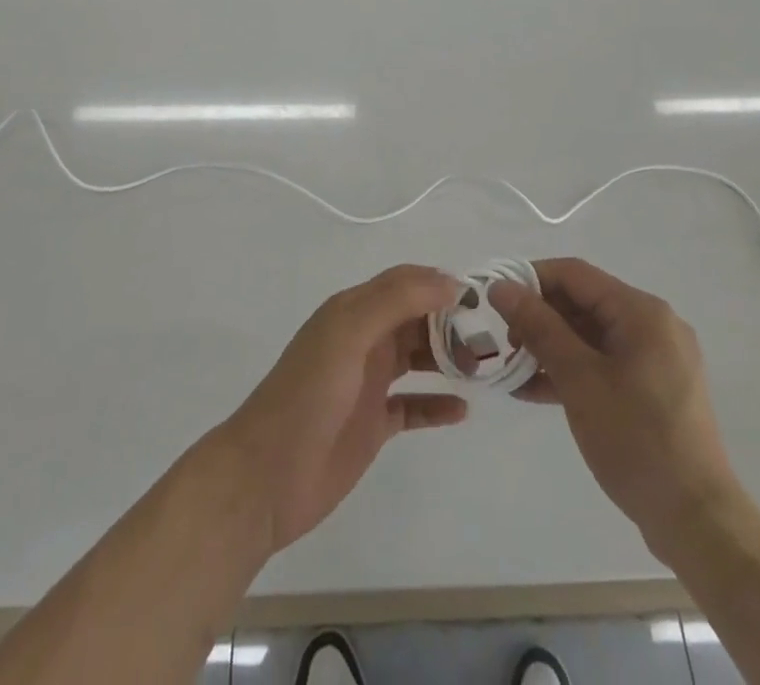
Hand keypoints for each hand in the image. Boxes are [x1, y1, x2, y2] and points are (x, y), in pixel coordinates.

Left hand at [217, 265, 467, 554]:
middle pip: (416, 319)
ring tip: (486, 368)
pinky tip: (462, 410)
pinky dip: (437, 404)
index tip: (483, 298)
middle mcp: (363, 339)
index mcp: (353, 311)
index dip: (440, 284)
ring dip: (449, 359)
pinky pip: (413, 405)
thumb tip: (449, 282)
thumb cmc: (307, 396)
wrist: (265, 478)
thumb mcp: (348, 334)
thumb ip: (395, 301)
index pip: (405, 283)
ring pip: (417, 358)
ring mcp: (368, 382)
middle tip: (494, 338)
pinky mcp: (372, 424)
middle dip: (452, 323)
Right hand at [491, 259, 737, 553]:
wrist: (698, 522)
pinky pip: (605, 363)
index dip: (531, 280)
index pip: (575, 274)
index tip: (496, 302)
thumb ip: (539, 327)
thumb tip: (501, 287)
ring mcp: (657, 358)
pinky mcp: (655, 389)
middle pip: (584, 302)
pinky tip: (536, 390)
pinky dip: (573, 370)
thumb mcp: (579, 379)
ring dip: (551, 347)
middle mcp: (654, 325)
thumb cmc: (637, 440)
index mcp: (642, 312)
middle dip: (540, 318)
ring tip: (512, 370)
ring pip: (591, 335)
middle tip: (504, 343)